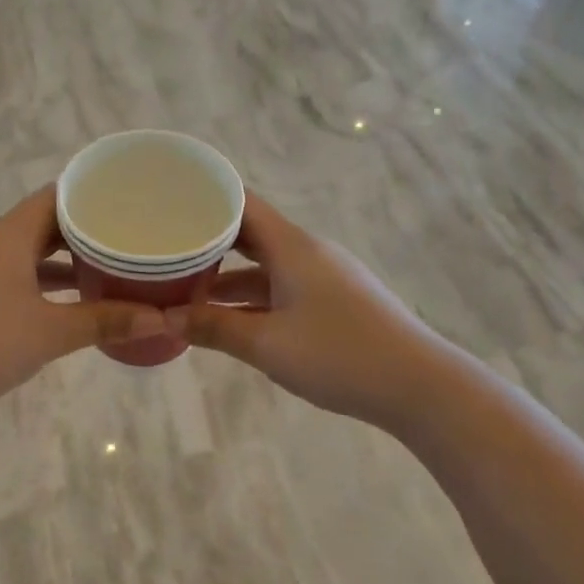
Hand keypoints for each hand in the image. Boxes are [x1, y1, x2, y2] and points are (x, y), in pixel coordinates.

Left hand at [0, 187, 167, 421]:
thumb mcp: (49, 333)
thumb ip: (104, 322)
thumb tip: (160, 319)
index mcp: (7, 236)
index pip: (55, 196)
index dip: (91, 195)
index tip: (127, 201)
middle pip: (40, 224)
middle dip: (82, 232)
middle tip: (125, 239)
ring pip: (23, 254)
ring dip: (59, 262)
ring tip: (102, 271)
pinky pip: (7, 278)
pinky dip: (36, 285)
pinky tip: (59, 307)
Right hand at [166, 193, 445, 425]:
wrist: (419, 386)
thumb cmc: (339, 355)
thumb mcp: (267, 344)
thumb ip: (214, 327)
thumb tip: (167, 317)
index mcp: (292, 247)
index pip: (241, 203)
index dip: (205, 197)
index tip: (165, 200)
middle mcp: (307, 253)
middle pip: (249, 232)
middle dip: (207, 238)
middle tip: (164, 243)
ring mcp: (322, 277)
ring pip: (264, 264)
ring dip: (226, 274)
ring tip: (182, 284)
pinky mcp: (332, 301)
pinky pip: (280, 286)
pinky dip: (250, 296)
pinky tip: (225, 315)